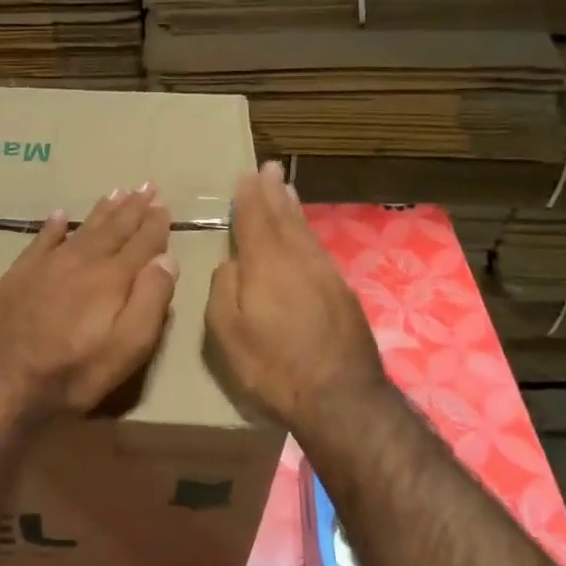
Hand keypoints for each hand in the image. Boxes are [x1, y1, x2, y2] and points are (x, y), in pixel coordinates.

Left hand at [0, 183, 178, 415]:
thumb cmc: (70, 372)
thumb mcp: (126, 349)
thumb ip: (150, 302)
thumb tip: (167, 260)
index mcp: (112, 279)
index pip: (142, 243)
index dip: (156, 223)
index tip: (164, 203)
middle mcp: (82, 262)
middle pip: (113, 229)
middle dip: (133, 208)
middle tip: (146, 186)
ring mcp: (47, 265)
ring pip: (81, 229)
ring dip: (101, 211)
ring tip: (116, 192)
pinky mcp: (18, 274)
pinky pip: (41, 240)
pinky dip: (53, 226)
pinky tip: (59, 215)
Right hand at [205, 161, 387, 431]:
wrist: (340, 397)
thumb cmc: (273, 366)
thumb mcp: (227, 333)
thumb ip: (223, 290)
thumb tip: (230, 264)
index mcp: (266, 264)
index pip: (254, 219)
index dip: (248, 197)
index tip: (245, 175)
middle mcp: (298, 259)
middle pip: (284, 217)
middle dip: (273, 192)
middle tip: (269, 168)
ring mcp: (325, 274)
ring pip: (305, 231)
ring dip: (293, 208)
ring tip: (286, 189)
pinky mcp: (342, 292)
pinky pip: (318, 249)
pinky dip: (307, 233)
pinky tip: (305, 236)